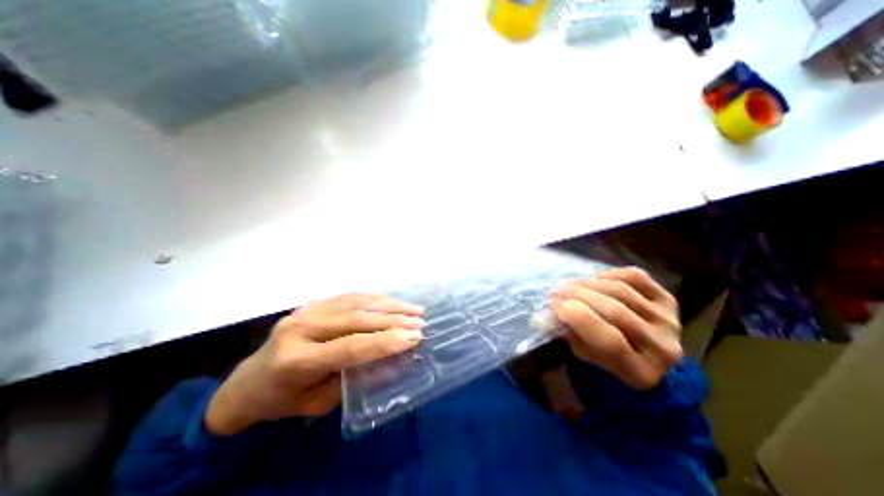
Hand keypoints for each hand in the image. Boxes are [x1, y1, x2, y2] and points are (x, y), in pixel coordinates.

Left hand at [207, 294, 427, 434]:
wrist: (248, 382)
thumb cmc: (283, 400)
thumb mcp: (318, 404)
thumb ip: (354, 379)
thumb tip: (392, 361)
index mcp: (297, 360)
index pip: (350, 346)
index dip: (385, 341)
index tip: (414, 337)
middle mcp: (301, 328)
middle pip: (356, 318)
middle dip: (394, 319)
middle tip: (420, 321)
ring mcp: (306, 311)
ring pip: (356, 302)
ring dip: (389, 304)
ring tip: (414, 309)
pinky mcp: (312, 303)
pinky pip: (349, 296)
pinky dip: (375, 298)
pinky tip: (391, 301)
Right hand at [551, 268, 681, 391]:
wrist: (647, 353)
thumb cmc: (607, 356)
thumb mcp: (585, 354)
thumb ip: (569, 334)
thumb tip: (549, 313)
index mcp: (641, 371)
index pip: (611, 341)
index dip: (580, 318)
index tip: (555, 304)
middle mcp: (663, 347)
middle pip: (615, 311)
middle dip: (578, 295)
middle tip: (556, 291)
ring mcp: (669, 320)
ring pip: (621, 291)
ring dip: (587, 283)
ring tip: (568, 285)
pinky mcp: (669, 299)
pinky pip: (634, 277)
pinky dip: (607, 274)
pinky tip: (592, 279)